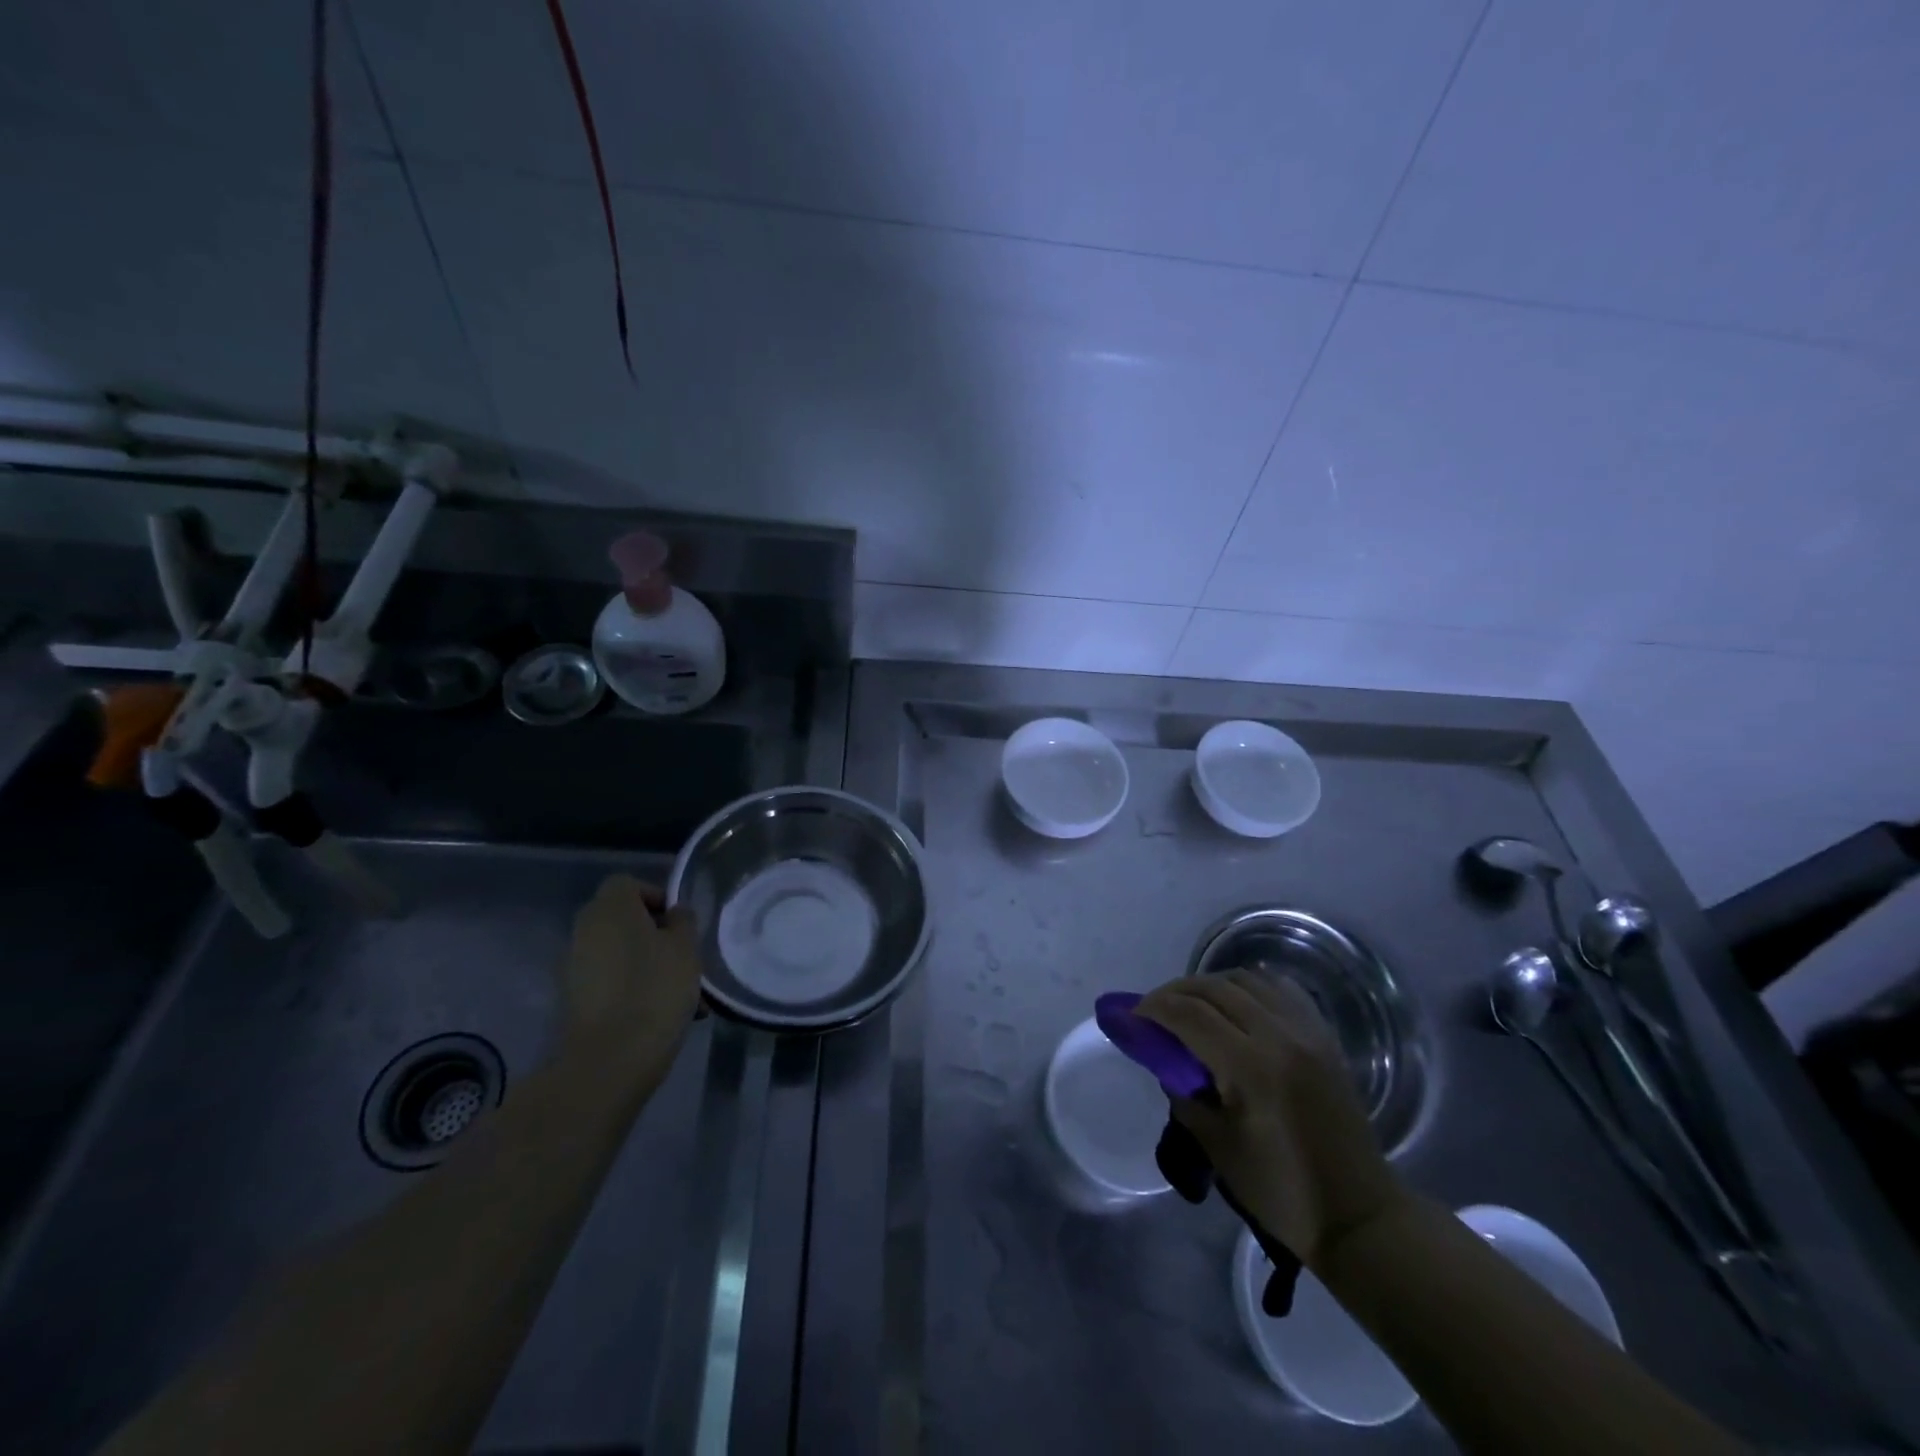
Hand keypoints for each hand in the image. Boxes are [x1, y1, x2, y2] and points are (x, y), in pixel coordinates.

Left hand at [560, 875, 702, 1075]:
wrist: (608, 1061)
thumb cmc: (654, 991)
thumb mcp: (685, 949)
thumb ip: (683, 922)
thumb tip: (674, 914)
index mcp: (610, 908)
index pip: (628, 883)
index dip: (656, 897)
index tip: (680, 924)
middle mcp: (585, 930)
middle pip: (624, 920)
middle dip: (656, 936)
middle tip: (685, 959)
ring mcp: (574, 966)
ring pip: (620, 953)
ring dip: (649, 965)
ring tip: (683, 996)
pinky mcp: (574, 999)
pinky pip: (610, 981)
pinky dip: (633, 988)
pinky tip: (660, 1015)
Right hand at [1137, 969, 1406, 1268]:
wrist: (1359, 1215)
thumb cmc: (1281, 1191)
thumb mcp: (1217, 1146)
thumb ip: (1183, 1093)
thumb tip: (1165, 1060)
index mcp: (1251, 1067)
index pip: (1188, 1014)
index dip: (1153, 1008)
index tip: (1132, 1016)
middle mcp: (1279, 1036)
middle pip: (1214, 988)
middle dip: (1175, 992)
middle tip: (1154, 1010)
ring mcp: (1307, 1031)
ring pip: (1246, 980)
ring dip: (1210, 985)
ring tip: (1192, 1005)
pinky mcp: (1324, 1036)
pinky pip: (1280, 989)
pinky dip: (1250, 986)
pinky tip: (1236, 1002)